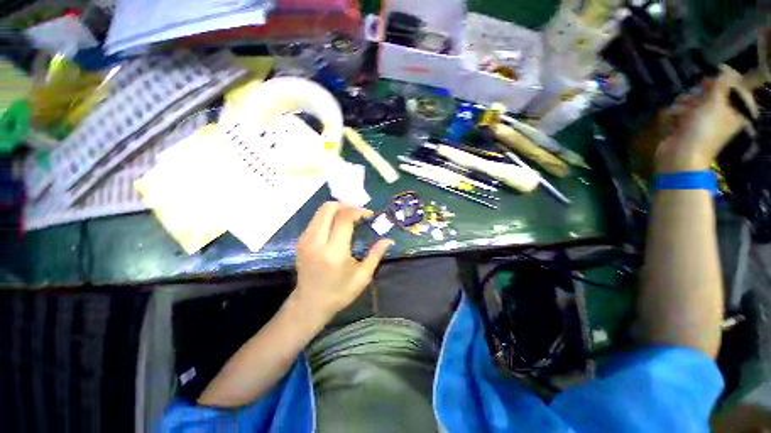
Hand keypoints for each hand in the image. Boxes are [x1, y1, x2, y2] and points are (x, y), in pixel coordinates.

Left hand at [293, 201, 392, 323]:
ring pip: (321, 211)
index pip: (344, 218)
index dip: (359, 211)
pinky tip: (339, 226)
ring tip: (351, 217)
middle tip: (359, 213)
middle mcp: (316, 242)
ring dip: (338, 209)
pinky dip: (329, 216)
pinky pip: (316, 219)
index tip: (370, 215)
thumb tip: (389, 240)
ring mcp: (305, 240)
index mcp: (334, 252)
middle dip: (347, 205)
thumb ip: (376, 255)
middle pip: (329, 208)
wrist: (309, 304)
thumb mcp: (362, 277)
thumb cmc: (339, 293)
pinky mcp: (301, 240)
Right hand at [655, 65, 756, 172]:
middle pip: (713, 93)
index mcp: (736, 111)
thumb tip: (724, 68)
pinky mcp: (686, 126)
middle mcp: (722, 114)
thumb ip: (722, 83)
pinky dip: (676, 113)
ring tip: (682, 109)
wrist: (681, 154)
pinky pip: (681, 111)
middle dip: (702, 92)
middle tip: (698, 92)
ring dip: (685, 102)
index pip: (736, 88)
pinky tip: (674, 117)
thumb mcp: (716, 101)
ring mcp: (703, 121)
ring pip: (694, 101)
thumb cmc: (703, 129)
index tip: (715, 74)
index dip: (726, 80)